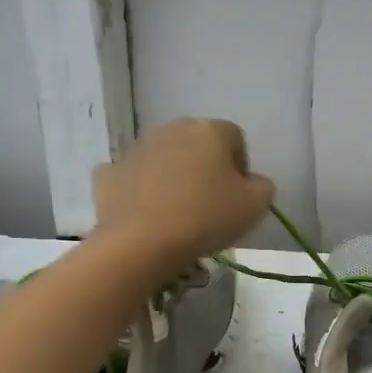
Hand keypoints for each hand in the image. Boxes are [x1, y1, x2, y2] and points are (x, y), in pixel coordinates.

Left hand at [92, 119, 274, 277]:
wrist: (140, 242)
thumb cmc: (205, 218)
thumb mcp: (255, 206)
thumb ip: (263, 187)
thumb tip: (252, 183)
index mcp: (210, 130)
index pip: (235, 139)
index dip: (240, 167)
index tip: (237, 197)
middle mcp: (172, 130)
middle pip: (197, 145)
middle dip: (205, 168)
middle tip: (209, 205)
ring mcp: (137, 149)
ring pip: (164, 159)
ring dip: (173, 178)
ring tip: (177, 214)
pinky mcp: (109, 173)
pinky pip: (132, 177)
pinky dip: (140, 190)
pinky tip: (146, 214)